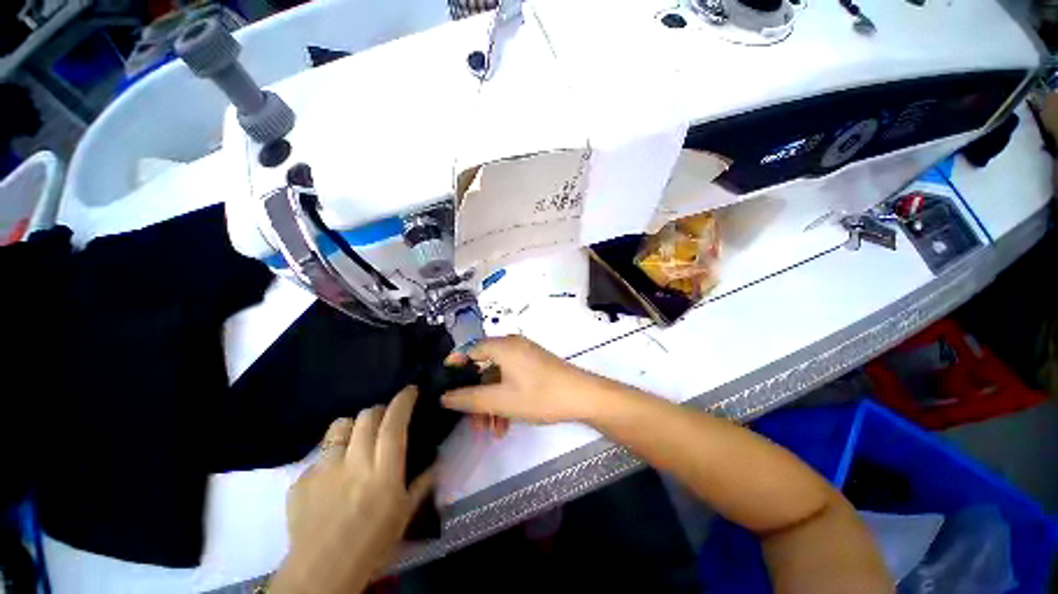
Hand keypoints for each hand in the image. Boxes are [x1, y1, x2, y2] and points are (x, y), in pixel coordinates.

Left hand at [270, 387, 434, 593]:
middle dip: (379, 410)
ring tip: (356, 439)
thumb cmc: (371, 545)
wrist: (321, 574)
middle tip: (385, 420)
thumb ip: (421, 484)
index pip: (394, 423)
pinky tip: (332, 477)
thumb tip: (437, 463)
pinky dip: (331, 457)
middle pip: (367, 416)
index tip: (410, 390)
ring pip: (340, 426)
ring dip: (353, 427)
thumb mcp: (405, 515)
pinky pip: (320, 455)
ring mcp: (324, 469)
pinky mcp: (301, 480)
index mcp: (383, 472)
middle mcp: (354, 463)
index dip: (403, 401)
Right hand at [442, 335, 601, 423]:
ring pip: (499, 378)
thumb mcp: (500, 400)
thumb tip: (445, 396)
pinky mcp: (535, 366)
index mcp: (503, 346)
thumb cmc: (539, 395)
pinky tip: (507, 423)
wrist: (582, 396)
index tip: (445, 383)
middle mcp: (513, 346)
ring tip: (493, 431)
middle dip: (477, 396)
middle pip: (485, 368)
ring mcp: (526, 356)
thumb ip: (469, 398)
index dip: (456, 364)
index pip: (471, 349)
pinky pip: (512, 379)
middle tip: (474, 422)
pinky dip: (506, 398)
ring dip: (492, 403)